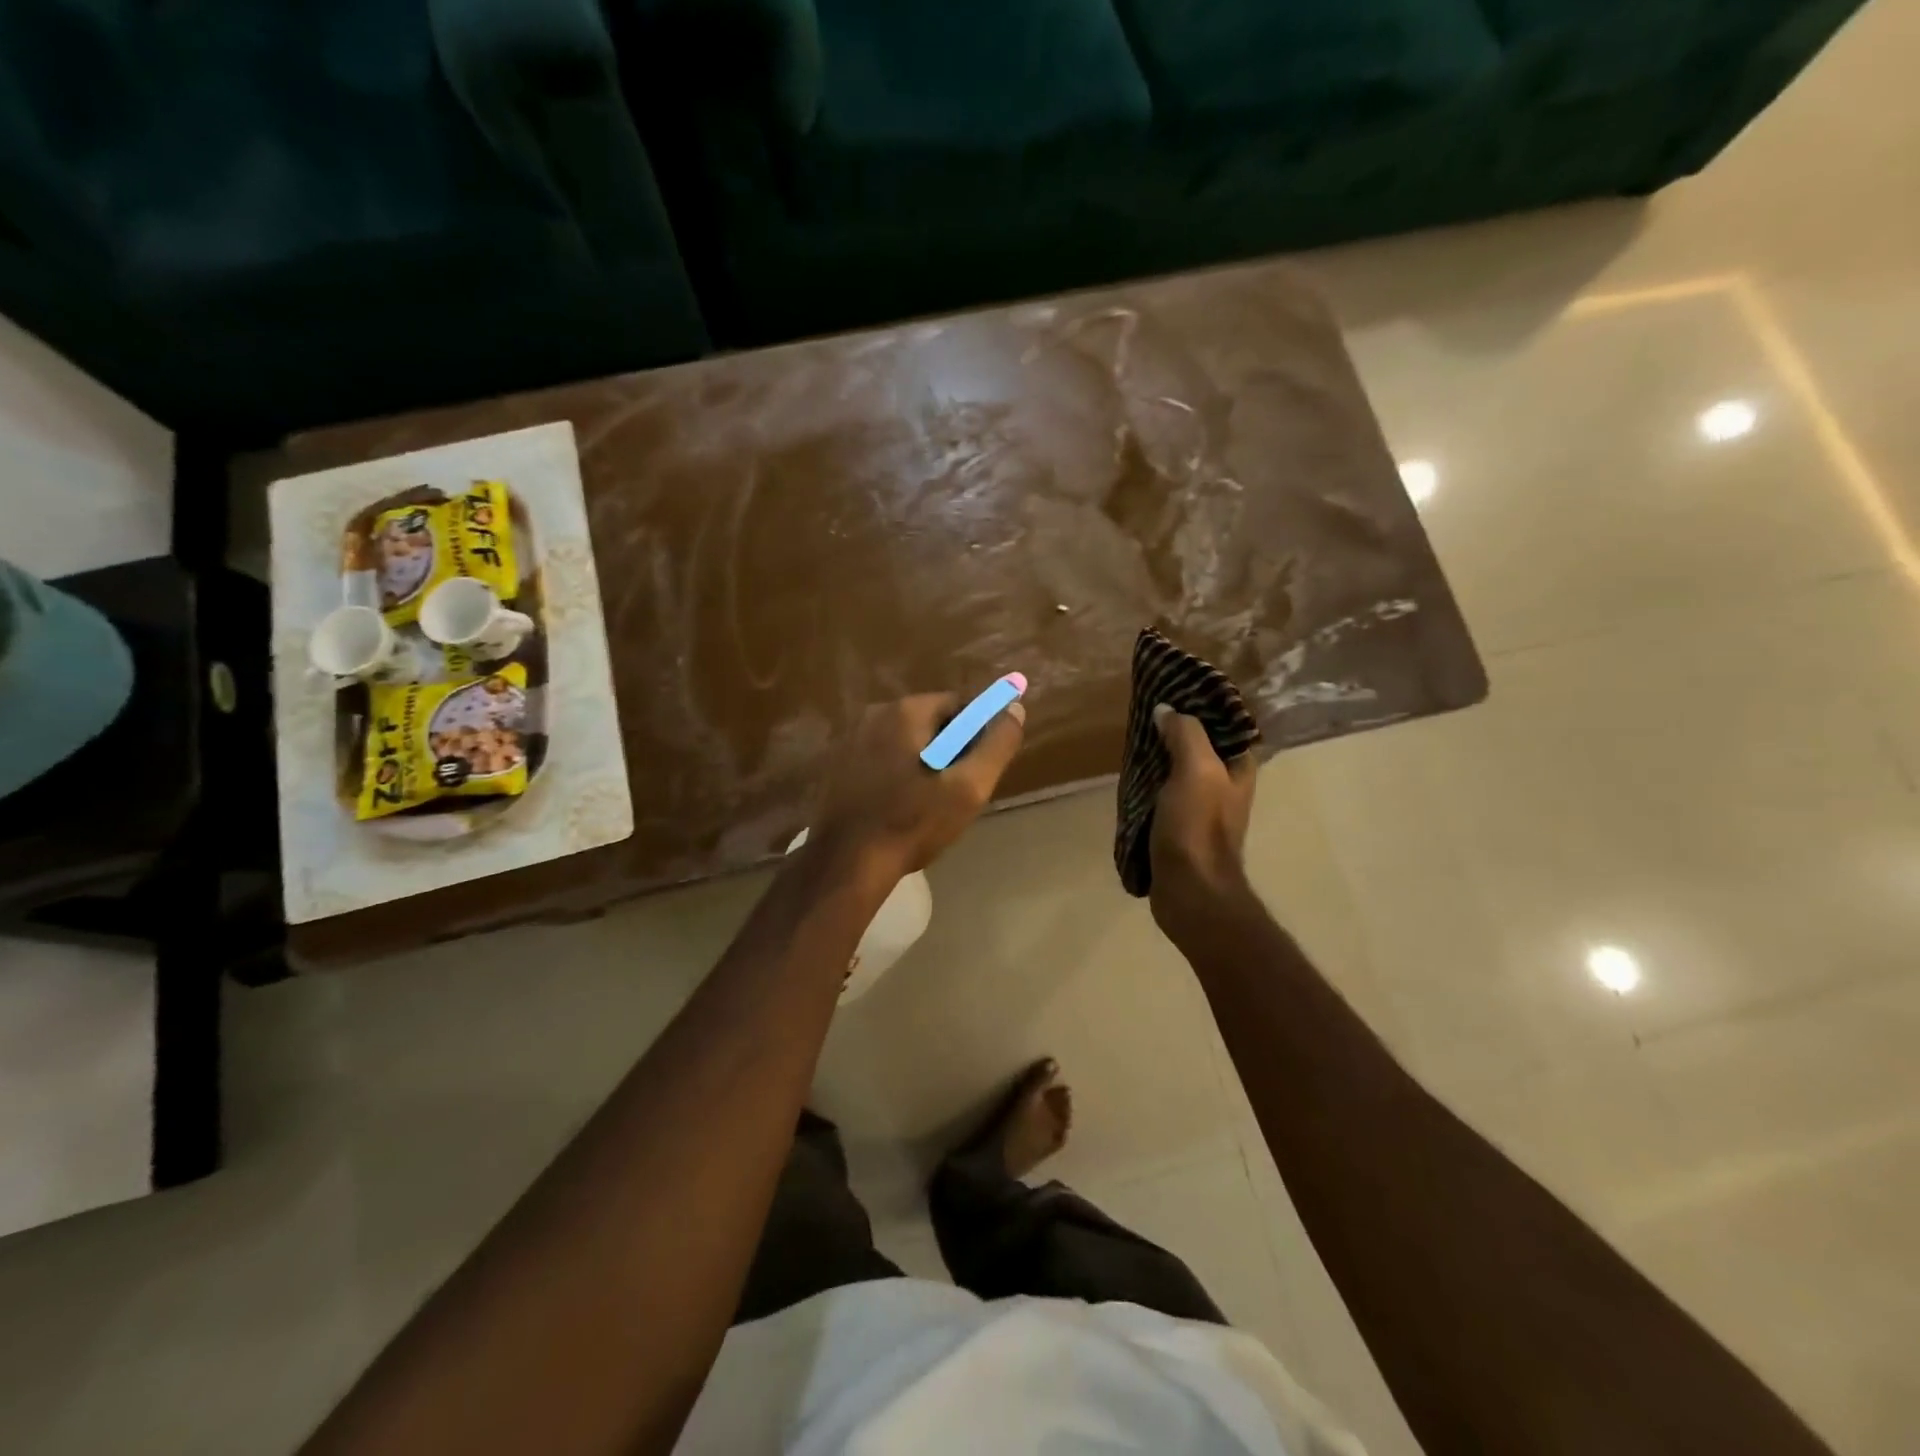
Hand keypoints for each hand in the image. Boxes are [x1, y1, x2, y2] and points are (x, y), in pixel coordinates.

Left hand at [813, 691, 1025, 877]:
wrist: (845, 864)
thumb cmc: (912, 823)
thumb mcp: (967, 788)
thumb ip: (996, 745)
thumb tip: (1014, 709)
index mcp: (906, 711)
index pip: (959, 705)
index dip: (978, 733)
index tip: (981, 767)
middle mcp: (874, 713)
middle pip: (929, 722)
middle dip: (949, 749)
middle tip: (958, 790)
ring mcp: (849, 738)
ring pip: (904, 742)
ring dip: (922, 763)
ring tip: (928, 804)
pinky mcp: (836, 765)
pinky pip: (880, 758)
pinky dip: (896, 774)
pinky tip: (898, 806)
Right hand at [1148, 704, 1257, 933]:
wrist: (1190, 891)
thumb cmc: (1198, 827)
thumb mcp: (1196, 770)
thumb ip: (1185, 734)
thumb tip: (1166, 711)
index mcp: (1238, 767)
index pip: (1225, 723)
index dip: (1201, 704)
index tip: (1172, 689)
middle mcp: (1225, 784)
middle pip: (1200, 744)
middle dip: (1175, 727)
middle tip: (1146, 711)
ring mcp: (1203, 807)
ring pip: (1179, 767)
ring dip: (1159, 754)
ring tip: (1133, 736)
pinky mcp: (1180, 825)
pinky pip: (1164, 791)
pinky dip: (1150, 779)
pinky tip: (1130, 773)